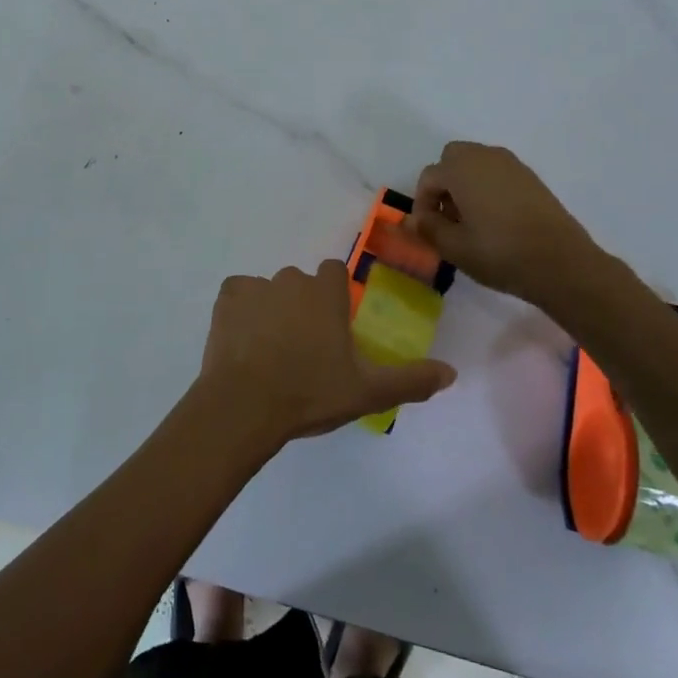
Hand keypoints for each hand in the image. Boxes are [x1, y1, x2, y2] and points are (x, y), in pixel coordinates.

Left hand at [196, 261, 454, 452]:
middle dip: (302, 306)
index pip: (334, 272)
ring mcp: (255, 286)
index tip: (333, 328)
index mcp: (326, 292)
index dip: (334, 296)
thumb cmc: (310, 393)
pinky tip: (244, 342)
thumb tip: (451, 372)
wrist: (245, 405)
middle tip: (303, 348)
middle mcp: (291, 279)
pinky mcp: (226, 298)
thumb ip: (411, 379)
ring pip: (269, 291)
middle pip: (300, 284)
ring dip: (271, 310)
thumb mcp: (368, 392)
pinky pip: (238, 296)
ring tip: (270, 351)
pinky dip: (241, 312)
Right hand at [407, 141, 605, 302]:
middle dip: (443, 184)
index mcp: (461, 169)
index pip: (428, 178)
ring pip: (476, 163)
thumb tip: (410, 219)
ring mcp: (512, 165)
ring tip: (470, 220)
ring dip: (465, 184)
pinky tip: (495, 220)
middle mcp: (485, 157)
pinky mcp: (532, 178)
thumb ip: (427, 228)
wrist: (562, 263)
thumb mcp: (454, 247)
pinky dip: (488, 187)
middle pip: (452, 158)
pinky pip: (498, 173)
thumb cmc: (500, 253)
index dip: (422, 204)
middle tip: (447, 217)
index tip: (428, 231)